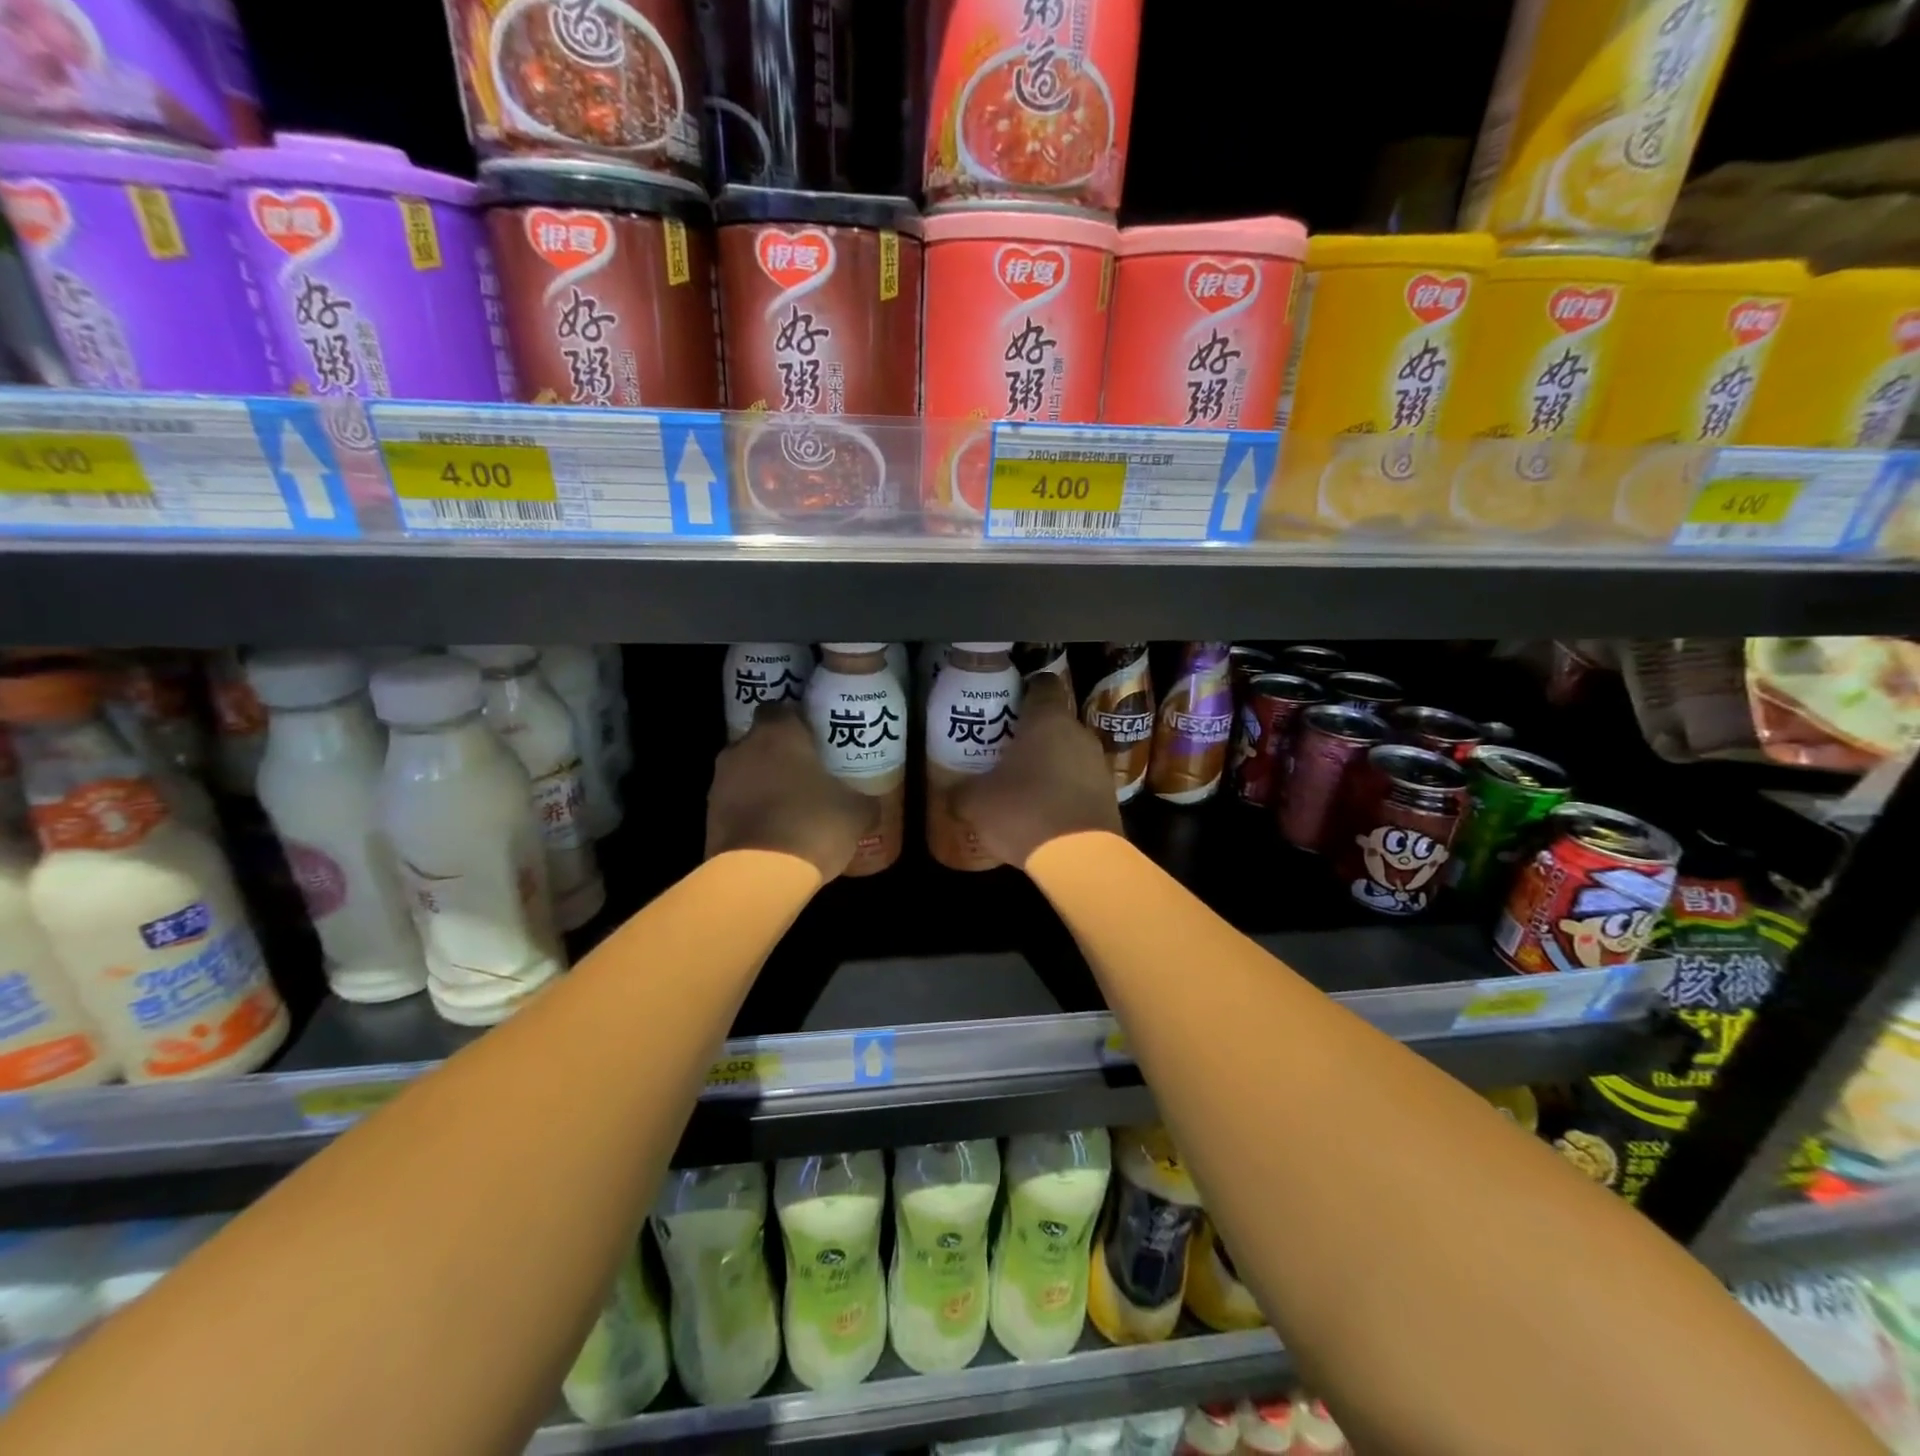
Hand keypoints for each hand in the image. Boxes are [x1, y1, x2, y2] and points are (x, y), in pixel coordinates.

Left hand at [706, 705, 876, 880]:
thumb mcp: (857, 813)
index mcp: (778, 734)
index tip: (815, 740)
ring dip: (762, 784)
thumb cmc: (813, 825)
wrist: (760, 877)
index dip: (797, 722)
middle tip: (807, 774)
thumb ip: (863, 799)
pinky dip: (750, 813)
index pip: (780, 709)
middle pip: (760, 741)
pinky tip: (773, 833)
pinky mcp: (708, 817)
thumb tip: (870, 803)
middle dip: (779, 755)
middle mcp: (741, 749)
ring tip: (790, 807)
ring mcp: (719, 784)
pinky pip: (734, 805)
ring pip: (744, 773)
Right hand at [952, 673, 1122, 868]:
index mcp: (1048, 719)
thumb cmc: (1024, 812)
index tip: (1004, 704)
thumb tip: (950, 793)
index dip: (1023, 690)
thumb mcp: (976, 803)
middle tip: (1002, 749)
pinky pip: (1079, 781)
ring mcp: (1098, 764)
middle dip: (1030, 733)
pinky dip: (1062, 789)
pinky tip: (1042, 810)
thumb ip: (960, 792)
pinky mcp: (1109, 795)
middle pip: (1054, 721)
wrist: (1080, 859)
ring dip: (1048, 763)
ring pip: (1068, 752)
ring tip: (1020, 783)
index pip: (1042, 684)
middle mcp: (1078, 733)